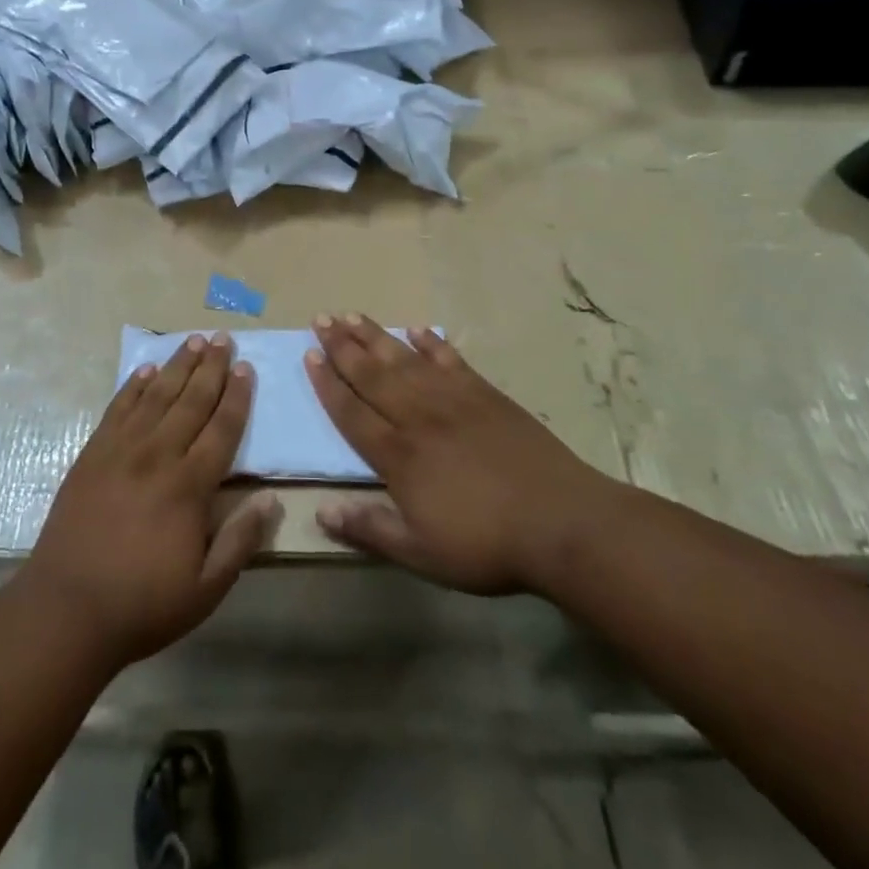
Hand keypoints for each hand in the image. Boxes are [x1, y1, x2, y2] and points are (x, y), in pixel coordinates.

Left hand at [18, 334, 280, 671]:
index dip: (237, 397)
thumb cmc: (143, 604)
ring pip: (156, 396)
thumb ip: (240, 541)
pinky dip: (133, 386)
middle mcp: (157, 456)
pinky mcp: (91, 455)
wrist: (66, 610)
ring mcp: (120, 451)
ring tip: (193, 341)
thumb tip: (271, 499)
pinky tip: (144, 371)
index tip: (246, 368)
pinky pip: (117, 409)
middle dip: (211, 368)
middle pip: (191, 401)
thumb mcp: (206, 588)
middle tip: (224, 339)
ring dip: (177, 366)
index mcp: (189, 485)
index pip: (222, 429)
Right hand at [306, 315, 611, 595]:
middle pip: (372, 375)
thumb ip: (370, 529)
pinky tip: (417, 330)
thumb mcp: (422, 553)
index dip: (328, 384)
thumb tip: (321, 512)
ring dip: (376, 336)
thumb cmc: (486, 544)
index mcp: (398, 454)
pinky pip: (450, 359)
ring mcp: (453, 399)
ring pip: (405, 359)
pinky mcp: (485, 393)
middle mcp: (418, 416)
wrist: (560, 521)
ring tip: (352, 315)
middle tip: (320, 319)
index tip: (309, 355)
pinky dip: (431, 343)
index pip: (352, 411)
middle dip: (342, 347)